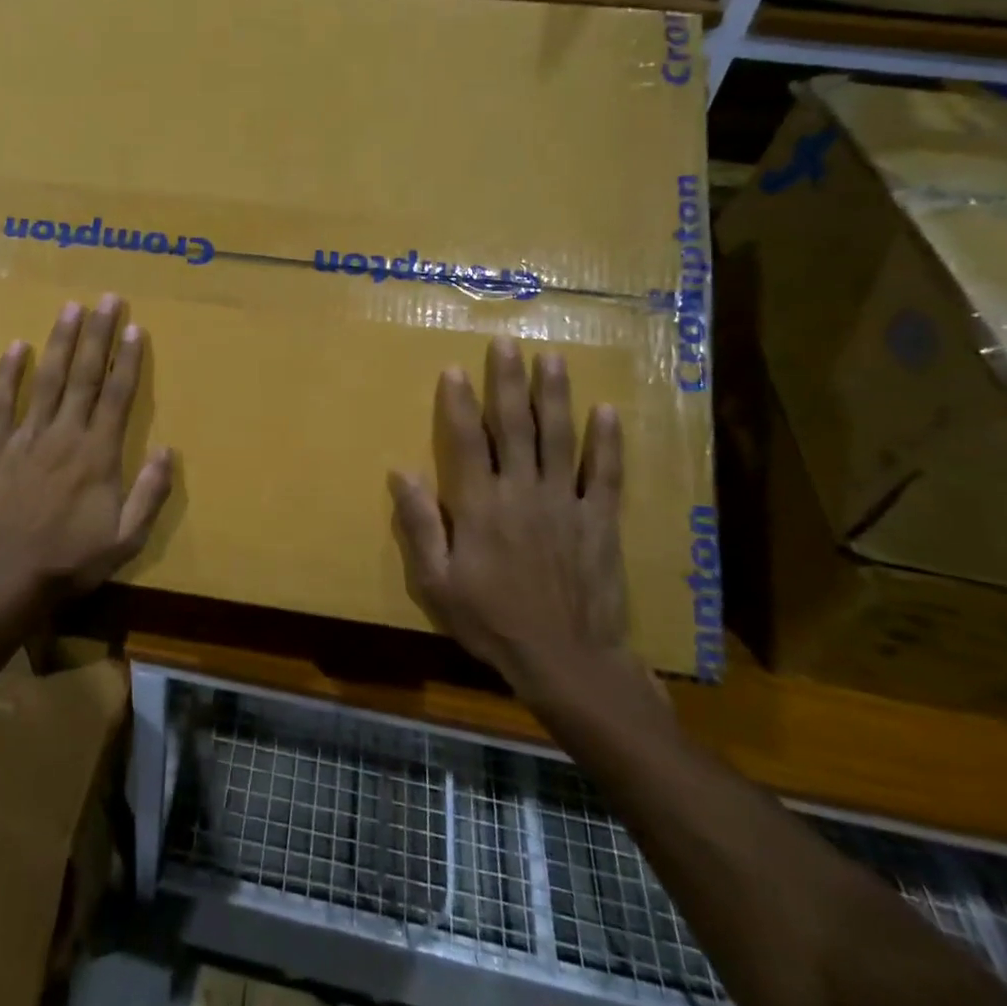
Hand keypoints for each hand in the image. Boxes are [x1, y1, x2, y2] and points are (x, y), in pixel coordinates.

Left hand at [0, 294, 174, 604]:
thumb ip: (150, 493)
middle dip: (98, 335)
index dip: (128, 359)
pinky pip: (0, 403)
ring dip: (61, 342)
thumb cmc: (71, 561)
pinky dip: (8, 373)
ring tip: (71, 308)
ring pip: (47, 379)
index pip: (118, 395)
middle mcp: (65, 434)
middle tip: (107, 299)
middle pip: (85, 375)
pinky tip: (18, 346)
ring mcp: (26, 438)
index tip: (135, 327)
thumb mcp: (126, 539)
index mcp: (98, 454)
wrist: (5, 580)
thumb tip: (168, 450)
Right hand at [388, 338, 626, 703]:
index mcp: (480, 505)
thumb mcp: (437, 582)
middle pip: (515, 425)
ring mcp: (566, 503)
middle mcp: (523, 491)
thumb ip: (420, 525)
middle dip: (509, 381)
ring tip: (553, 359)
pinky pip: (605, 474)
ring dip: (555, 396)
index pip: (466, 440)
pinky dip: (606, 443)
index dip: (458, 403)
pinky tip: (607, 411)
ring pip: (559, 438)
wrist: (567, 663)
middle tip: (508, 342)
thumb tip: (400, 472)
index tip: (454, 369)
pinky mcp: (600, 521)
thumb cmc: (492, 622)